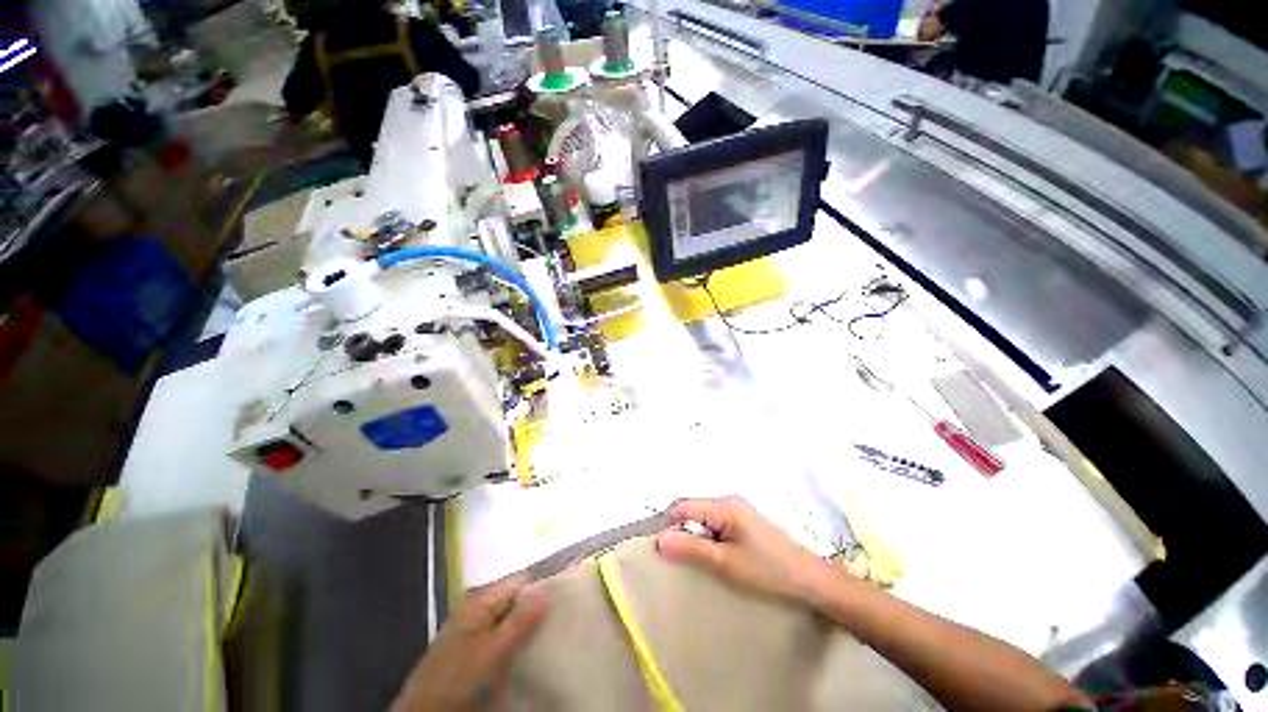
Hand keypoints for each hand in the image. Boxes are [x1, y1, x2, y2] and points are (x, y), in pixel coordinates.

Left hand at [391, 572, 547, 711]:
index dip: (542, 587)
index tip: (565, 598)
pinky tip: (529, 652)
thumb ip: (519, 621)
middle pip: (515, 599)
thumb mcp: (492, 651)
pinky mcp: (472, 649)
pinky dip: (516, 642)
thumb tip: (547, 591)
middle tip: (561, 620)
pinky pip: (501, 636)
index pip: (520, 581)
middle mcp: (477, 608)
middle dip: (536, 608)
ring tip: (551, 635)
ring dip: (528, 627)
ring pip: (510, 619)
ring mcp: (473, 629)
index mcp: (480, 599)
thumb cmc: (458, 677)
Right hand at [656, 496, 837, 607]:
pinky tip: (713, 557)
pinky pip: (716, 525)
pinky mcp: (744, 523)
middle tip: (677, 560)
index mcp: (723, 505)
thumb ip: (691, 549)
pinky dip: (708, 538)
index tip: (658, 547)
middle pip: (692, 510)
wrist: (809, 579)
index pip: (683, 506)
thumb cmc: (767, 570)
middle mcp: (728, 501)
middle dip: (681, 531)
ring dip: (695, 536)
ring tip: (694, 561)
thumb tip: (659, 539)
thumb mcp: (725, 563)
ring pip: (703, 518)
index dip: (667, 523)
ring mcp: (738, 511)